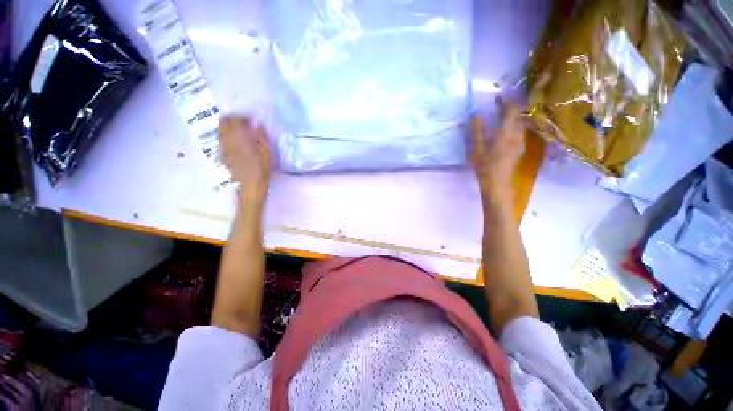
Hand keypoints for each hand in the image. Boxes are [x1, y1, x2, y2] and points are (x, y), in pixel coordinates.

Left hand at [219, 116, 271, 201]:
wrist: (251, 184)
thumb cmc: (262, 167)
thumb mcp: (267, 151)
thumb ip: (261, 136)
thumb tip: (258, 124)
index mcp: (239, 136)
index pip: (236, 118)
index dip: (243, 116)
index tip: (250, 120)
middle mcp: (227, 138)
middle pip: (223, 121)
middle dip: (232, 120)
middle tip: (243, 124)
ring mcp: (222, 147)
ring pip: (220, 131)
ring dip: (229, 129)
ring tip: (240, 134)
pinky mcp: (222, 154)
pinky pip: (222, 141)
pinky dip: (228, 138)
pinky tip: (236, 145)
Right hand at [469, 103, 525, 200]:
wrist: (497, 182)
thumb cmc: (484, 166)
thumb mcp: (476, 149)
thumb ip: (477, 131)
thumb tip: (475, 116)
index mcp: (506, 132)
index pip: (512, 110)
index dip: (506, 102)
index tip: (498, 99)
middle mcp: (516, 134)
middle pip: (518, 115)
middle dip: (510, 109)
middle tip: (498, 107)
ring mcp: (520, 141)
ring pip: (520, 123)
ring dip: (513, 117)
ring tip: (501, 117)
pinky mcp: (519, 147)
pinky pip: (519, 131)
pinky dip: (513, 126)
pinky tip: (505, 131)